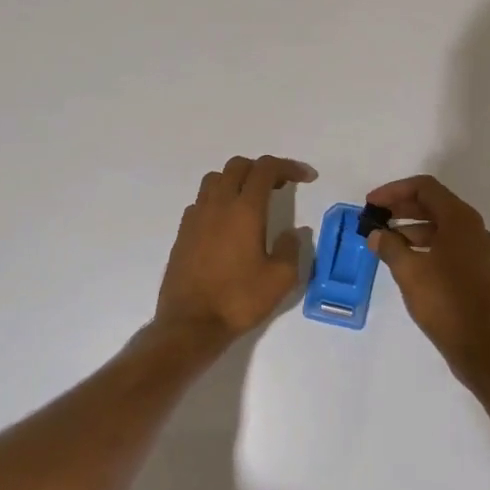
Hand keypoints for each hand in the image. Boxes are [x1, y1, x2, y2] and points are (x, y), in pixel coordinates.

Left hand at [153, 155, 315, 344]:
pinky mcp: (183, 232)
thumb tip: (292, 233)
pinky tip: (227, 223)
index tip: (306, 178)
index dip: (288, 166)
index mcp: (245, 210)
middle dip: (262, 169)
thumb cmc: (239, 300)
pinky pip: (201, 201)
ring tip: (252, 200)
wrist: (190, 324)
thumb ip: (291, 249)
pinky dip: (218, 200)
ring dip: (237, 180)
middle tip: (279, 187)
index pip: (266, 169)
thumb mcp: (280, 279)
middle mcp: (218, 205)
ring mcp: (196, 217)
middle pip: (238, 166)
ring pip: (215, 179)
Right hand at [364, 175, 489, 382]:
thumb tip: (376, 234)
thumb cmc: (444, 301)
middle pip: (433, 204)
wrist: (481, 346)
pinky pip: (447, 244)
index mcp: (460, 219)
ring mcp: (477, 249)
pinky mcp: (476, 269)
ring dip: (411, 227)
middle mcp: (473, 228)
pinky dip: (424, 244)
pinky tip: (404, 259)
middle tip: (374, 217)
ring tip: (383, 239)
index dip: (394, 191)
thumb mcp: (408, 271)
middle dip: (401, 207)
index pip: (425, 187)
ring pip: (440, 225)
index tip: (371, 203)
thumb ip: (389, 246)